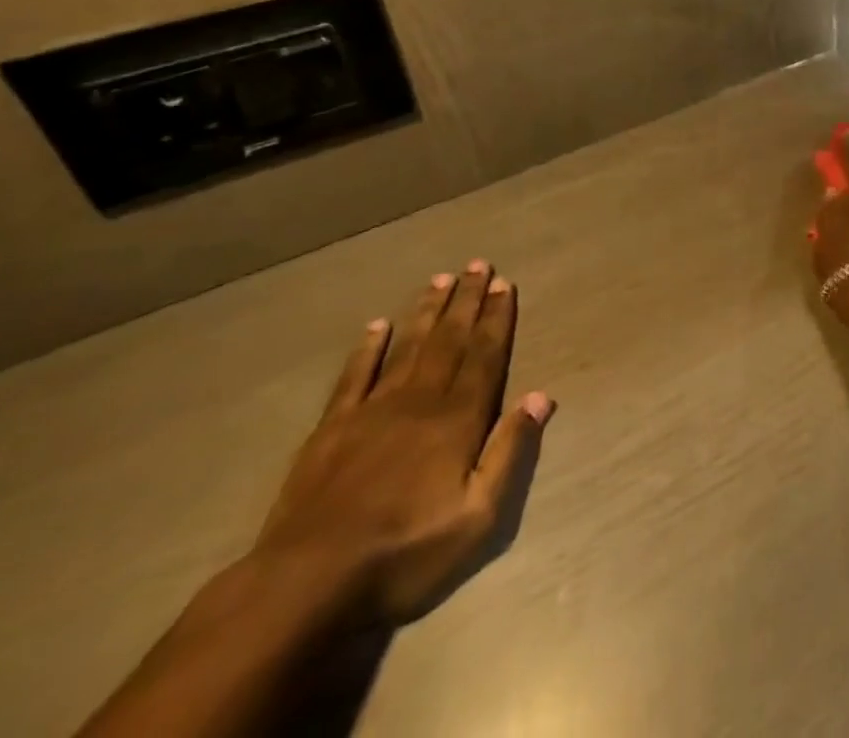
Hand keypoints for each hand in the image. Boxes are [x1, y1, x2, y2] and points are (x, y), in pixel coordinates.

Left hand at [252, 260, 554, 628]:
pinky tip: (377, 325)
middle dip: (466, 301)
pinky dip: (367, 349)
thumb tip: (541, 396)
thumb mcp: (477, 517)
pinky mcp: (331, 429)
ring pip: (408, 348)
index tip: (504, 284)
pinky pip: (354, 377)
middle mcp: (419, 401)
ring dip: (427, 312)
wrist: (306, 583)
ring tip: (440, 279)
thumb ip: (510, 452)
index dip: (496, 319)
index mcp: (457, 420)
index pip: (484, 356)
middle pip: (449, 341)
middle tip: (477, 265)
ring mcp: (372, 411)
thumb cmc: (404, 552)